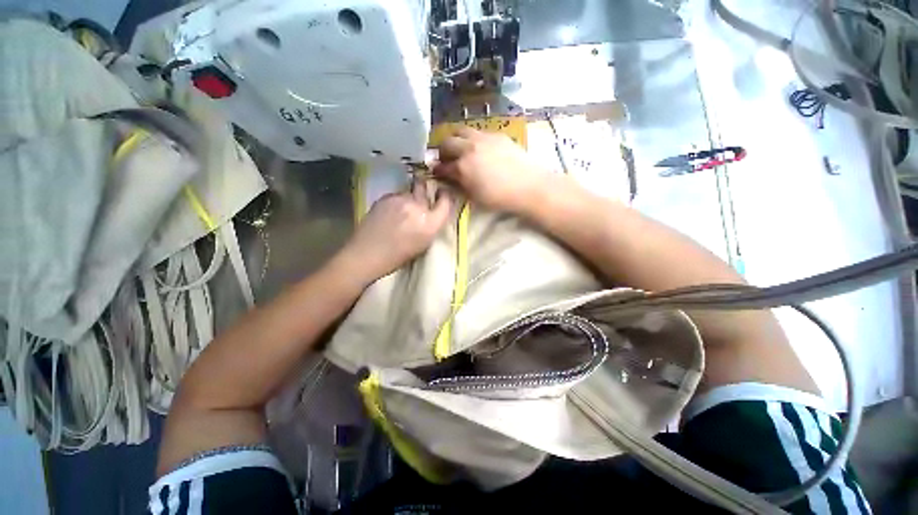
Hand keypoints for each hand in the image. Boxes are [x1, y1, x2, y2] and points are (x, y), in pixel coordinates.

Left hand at [336, 181, 451, 283]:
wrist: (367, 254)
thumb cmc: (398, 256)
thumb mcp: (424, 243)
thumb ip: (431, 225)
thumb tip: (432, 213)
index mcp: (430, 223)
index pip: (445, 201)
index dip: (444, 196)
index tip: (441, 195)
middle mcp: (417, 207)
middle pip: (425, 187)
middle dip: (424, 189)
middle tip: (420, 197)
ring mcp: (400, 199)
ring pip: (409, 192)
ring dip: (409, 198)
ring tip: (401, 211)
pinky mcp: (385, 197)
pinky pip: (396, 195)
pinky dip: (396, 201)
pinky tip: (389, 213)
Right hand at [433, 127, 550, 213]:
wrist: (528, 186)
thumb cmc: (499, 198)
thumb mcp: (475, 196)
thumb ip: (459, 184)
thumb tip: (450, 177)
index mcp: (463, 167)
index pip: (442, 166)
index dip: (437, 170)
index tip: (436, 172)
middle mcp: (469, 148)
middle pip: (447, 142)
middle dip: (443, 151)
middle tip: (446, 159)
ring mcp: (484, 138)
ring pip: (461, 131)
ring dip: (456, 139)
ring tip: (461, 149)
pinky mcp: (497, 135)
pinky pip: (478, 132)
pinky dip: (472, 139)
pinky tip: (479, 148)